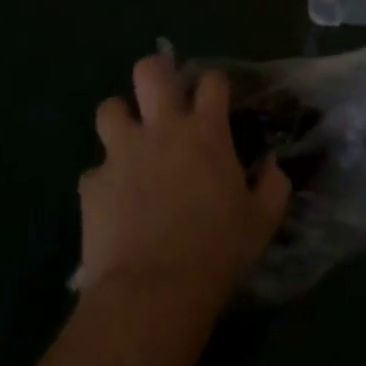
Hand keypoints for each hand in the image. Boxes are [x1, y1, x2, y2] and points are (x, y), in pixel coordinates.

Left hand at [80, 52, 290, 310]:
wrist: (152, 294)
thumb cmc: (215, 252)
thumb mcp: (262, 221)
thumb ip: (273, 185)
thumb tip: (272, 165)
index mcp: (206, 131)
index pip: (212, 80)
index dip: (214, 85)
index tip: (215, 100)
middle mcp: (162, 129)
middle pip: (150, 71)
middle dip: (155, 72)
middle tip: (161, 93)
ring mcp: (123, 153)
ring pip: (110, 108)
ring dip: (120, 120)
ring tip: (129, 141)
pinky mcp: (92, 184)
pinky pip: (93, 171)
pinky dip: (103, 181)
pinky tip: (112, 202)